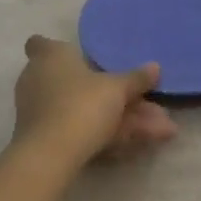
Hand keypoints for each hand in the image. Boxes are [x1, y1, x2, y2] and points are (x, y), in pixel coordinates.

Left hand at [13, 36, 178, 165]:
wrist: (51, 156)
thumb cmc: (81, 105)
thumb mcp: (116, 89)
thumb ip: (135, 79)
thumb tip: (155, 67)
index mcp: (50, 56)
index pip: (40, 43)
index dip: (56, 49)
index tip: (77, 57)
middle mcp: (39, 80)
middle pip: (78, 83)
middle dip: (114, 96)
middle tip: (147, 104)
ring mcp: (41, 112)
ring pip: (85, 110)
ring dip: (122, 120)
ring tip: (160, 130)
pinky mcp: (45, 140)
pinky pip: (81, 130)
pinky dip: (108, 135)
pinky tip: (140, 145)